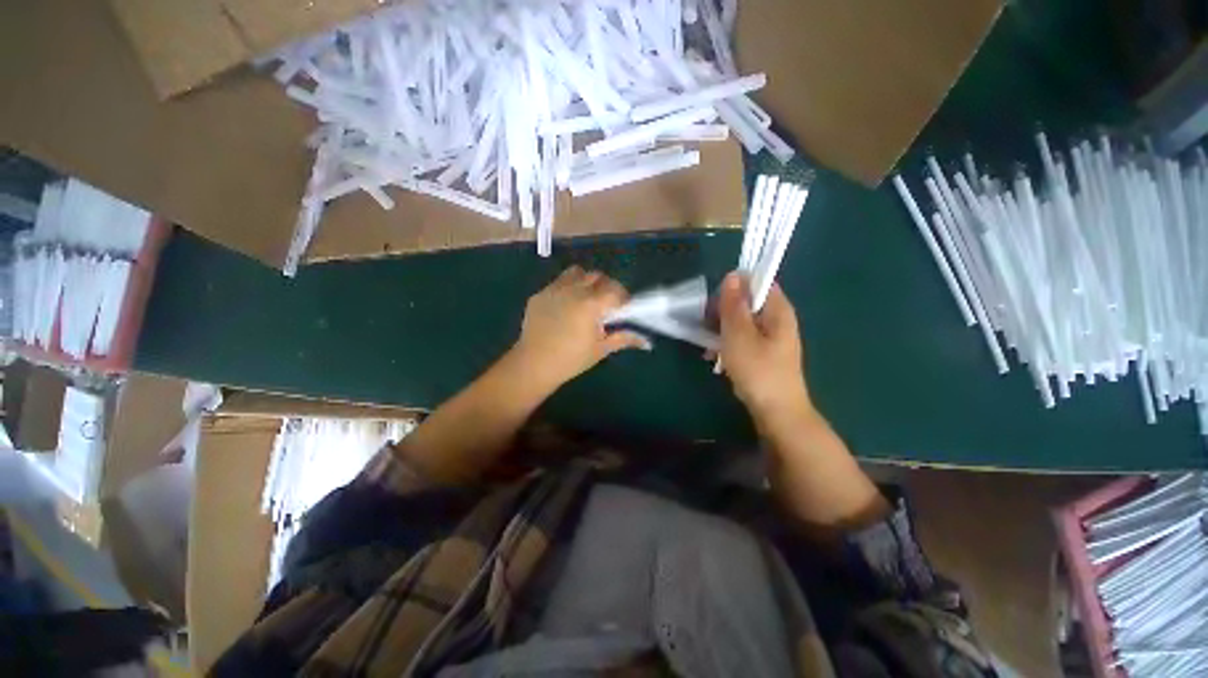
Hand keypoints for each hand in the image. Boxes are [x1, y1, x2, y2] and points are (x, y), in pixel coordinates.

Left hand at [510, 266, 650, 389]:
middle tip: (606, 304)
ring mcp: (554, 290)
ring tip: (585, 298)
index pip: (615, 290)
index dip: (623, 298)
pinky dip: (567, 288)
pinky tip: (565, 306)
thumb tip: (646, 341)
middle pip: (598, 277)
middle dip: (606, 287)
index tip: (624, 309)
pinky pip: (558, 282)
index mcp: (591, 304)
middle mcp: (574, 290)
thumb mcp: (600, 349)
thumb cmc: (571, 359)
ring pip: (577, 273)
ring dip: (586, 281)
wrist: (534, 364)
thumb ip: (623, 338)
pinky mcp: (540, 294)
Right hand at [717, 272, 812, 423]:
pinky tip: (714, 356)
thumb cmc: (758, 370)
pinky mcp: (763, 353)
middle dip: (724, 310)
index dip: (734, 287)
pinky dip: (728, 343)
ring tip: (708, 345)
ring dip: (722, 329)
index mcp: (778, 310)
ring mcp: (771, 338)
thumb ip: (733, 305)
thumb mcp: (739, 335)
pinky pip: (743, 338)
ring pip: (742, 321)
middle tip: (707, 325)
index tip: (715, 302)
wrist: (776, 412)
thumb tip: (732, 275)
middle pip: (748, 302)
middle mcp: (777, 320)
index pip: (758, 282)